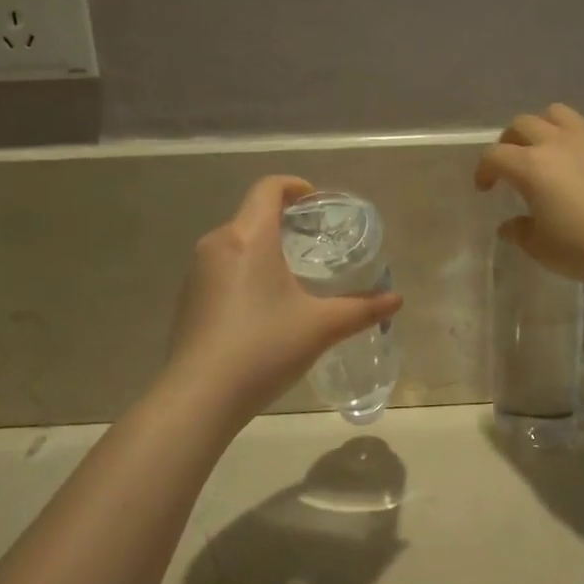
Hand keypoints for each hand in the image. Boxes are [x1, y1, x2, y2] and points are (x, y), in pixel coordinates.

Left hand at [166, 175, 401, 419]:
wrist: (199, 396)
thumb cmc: (264, 347)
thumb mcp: (321, 327)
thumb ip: (362, 309)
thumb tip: (396, 300)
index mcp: (250, 237)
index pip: (268, 188)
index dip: (294, 186)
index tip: (316, 202)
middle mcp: (218, 244)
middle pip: (252, 215)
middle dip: (283, 221)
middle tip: (313, 243)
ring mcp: (196, 272)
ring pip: (235, 243)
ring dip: (263, 248)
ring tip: (291, 276)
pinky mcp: (187, 299)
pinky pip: (220, 270)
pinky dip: (244, 273)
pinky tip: (261, 308)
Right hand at [474, 103, 583, 290]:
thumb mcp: (540, 248)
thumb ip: (519, 232)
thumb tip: (509, 226)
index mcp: (530, 166)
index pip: (494, 156)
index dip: (483, 171)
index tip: (485, 189)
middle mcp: (556, 142)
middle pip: (522, 124)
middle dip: (510, 141)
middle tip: (512, 164)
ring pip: (558, 113)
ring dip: (546, 126)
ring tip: (548, 147)